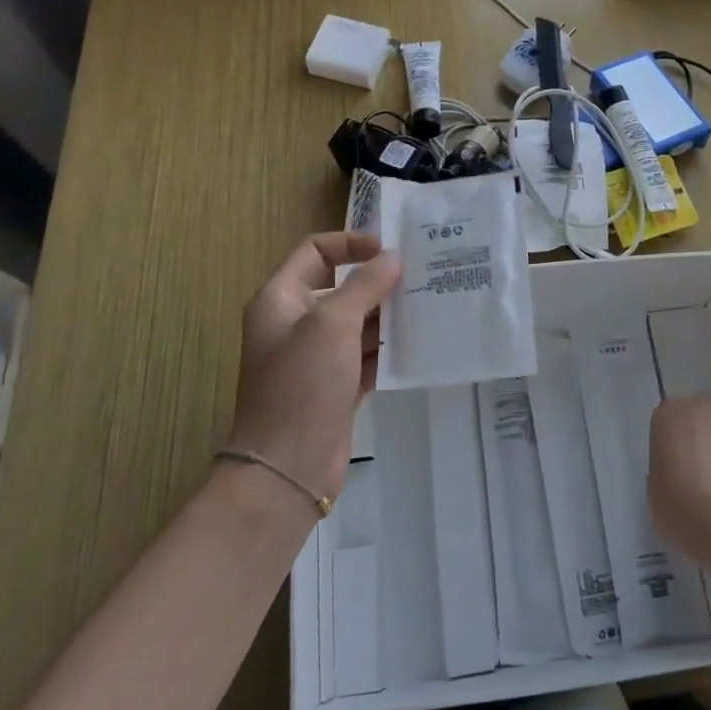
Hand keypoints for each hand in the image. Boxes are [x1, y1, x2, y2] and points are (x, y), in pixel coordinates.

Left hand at [227, 232, 399, 501]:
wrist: (288, 466)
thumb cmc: (303, 383)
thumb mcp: (332, 323)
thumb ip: (364, 285)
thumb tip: (392, 257)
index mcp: (280, 299)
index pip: (315, 251)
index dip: (350, 243)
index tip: (389, 249)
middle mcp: (296, 322)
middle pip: (341, 286)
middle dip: (378, 281)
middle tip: (422, 276)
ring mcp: (316, 356)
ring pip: (358, 322)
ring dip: (389, 315)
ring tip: (429, 305)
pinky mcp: (337, 385)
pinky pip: (367, 355)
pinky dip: (389, 348)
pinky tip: (421, 342)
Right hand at [649, 395, 710, 575]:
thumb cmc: (687, 510)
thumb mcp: (656, 496)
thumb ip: (666, 473)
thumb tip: (680, 475)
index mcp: (668, 417)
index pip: (670, 424)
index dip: (677, 449)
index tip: (682, 474)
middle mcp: (702, 404)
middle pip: (704, 419)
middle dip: (708, 441)